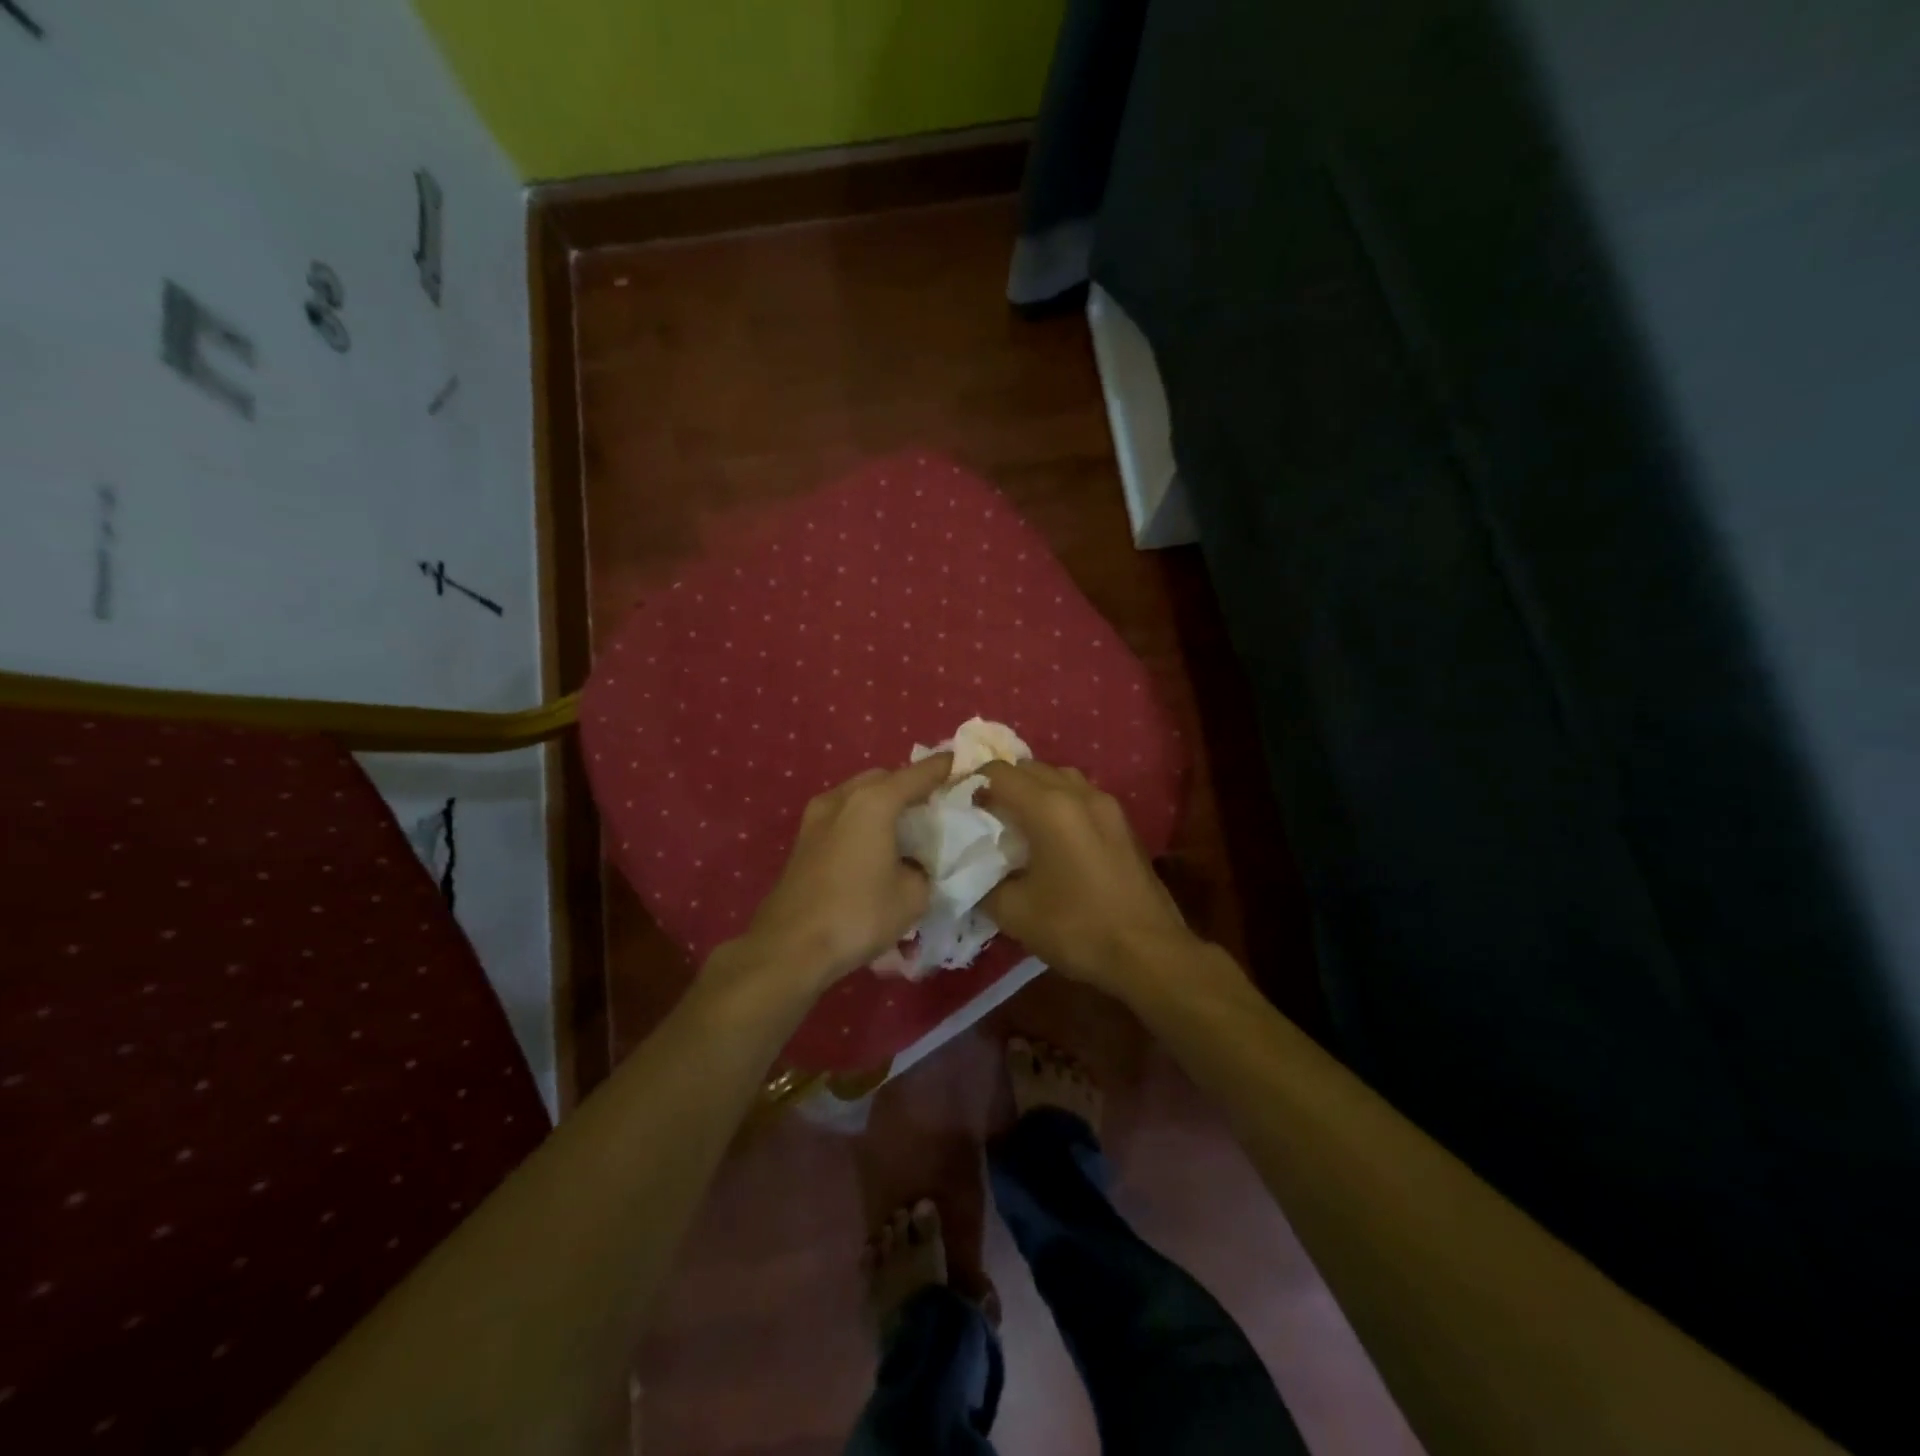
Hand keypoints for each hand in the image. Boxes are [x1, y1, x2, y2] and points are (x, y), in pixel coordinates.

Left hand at [727, 752, 954, 994]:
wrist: (790, 947)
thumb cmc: (858, 914)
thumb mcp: (912, 896)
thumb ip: (924, 868)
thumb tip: (917, 865)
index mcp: (874, 802)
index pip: (918, 774)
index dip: (944, 768)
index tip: (963, 765)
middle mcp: (843, 798)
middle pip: (884, 778)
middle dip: (909, 786)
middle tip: (933, 806)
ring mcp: (817, 816)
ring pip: (858, 795)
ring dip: (882, 803)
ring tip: (905, 827)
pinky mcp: (803, 839)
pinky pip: (842, 815)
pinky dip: (862, 820)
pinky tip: (874, 846)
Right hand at [981, 761, 1200, 994]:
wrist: (1149, 952)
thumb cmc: (1078, 928)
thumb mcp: (1015, 912)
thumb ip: (982, 883)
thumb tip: (969, 870)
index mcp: (1048, 807)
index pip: (998, 772)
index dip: (970, 782)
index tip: (955, 805)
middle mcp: (1078, 793)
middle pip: (1029, 768)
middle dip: (1001, 784)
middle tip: (981, 815)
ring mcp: (1106, 805)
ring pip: (1059, 777)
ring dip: (1033, 790)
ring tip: (1016, 822)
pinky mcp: (1122, 822)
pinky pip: (1080, 795)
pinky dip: (1058, 802)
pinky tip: (1051, 836)